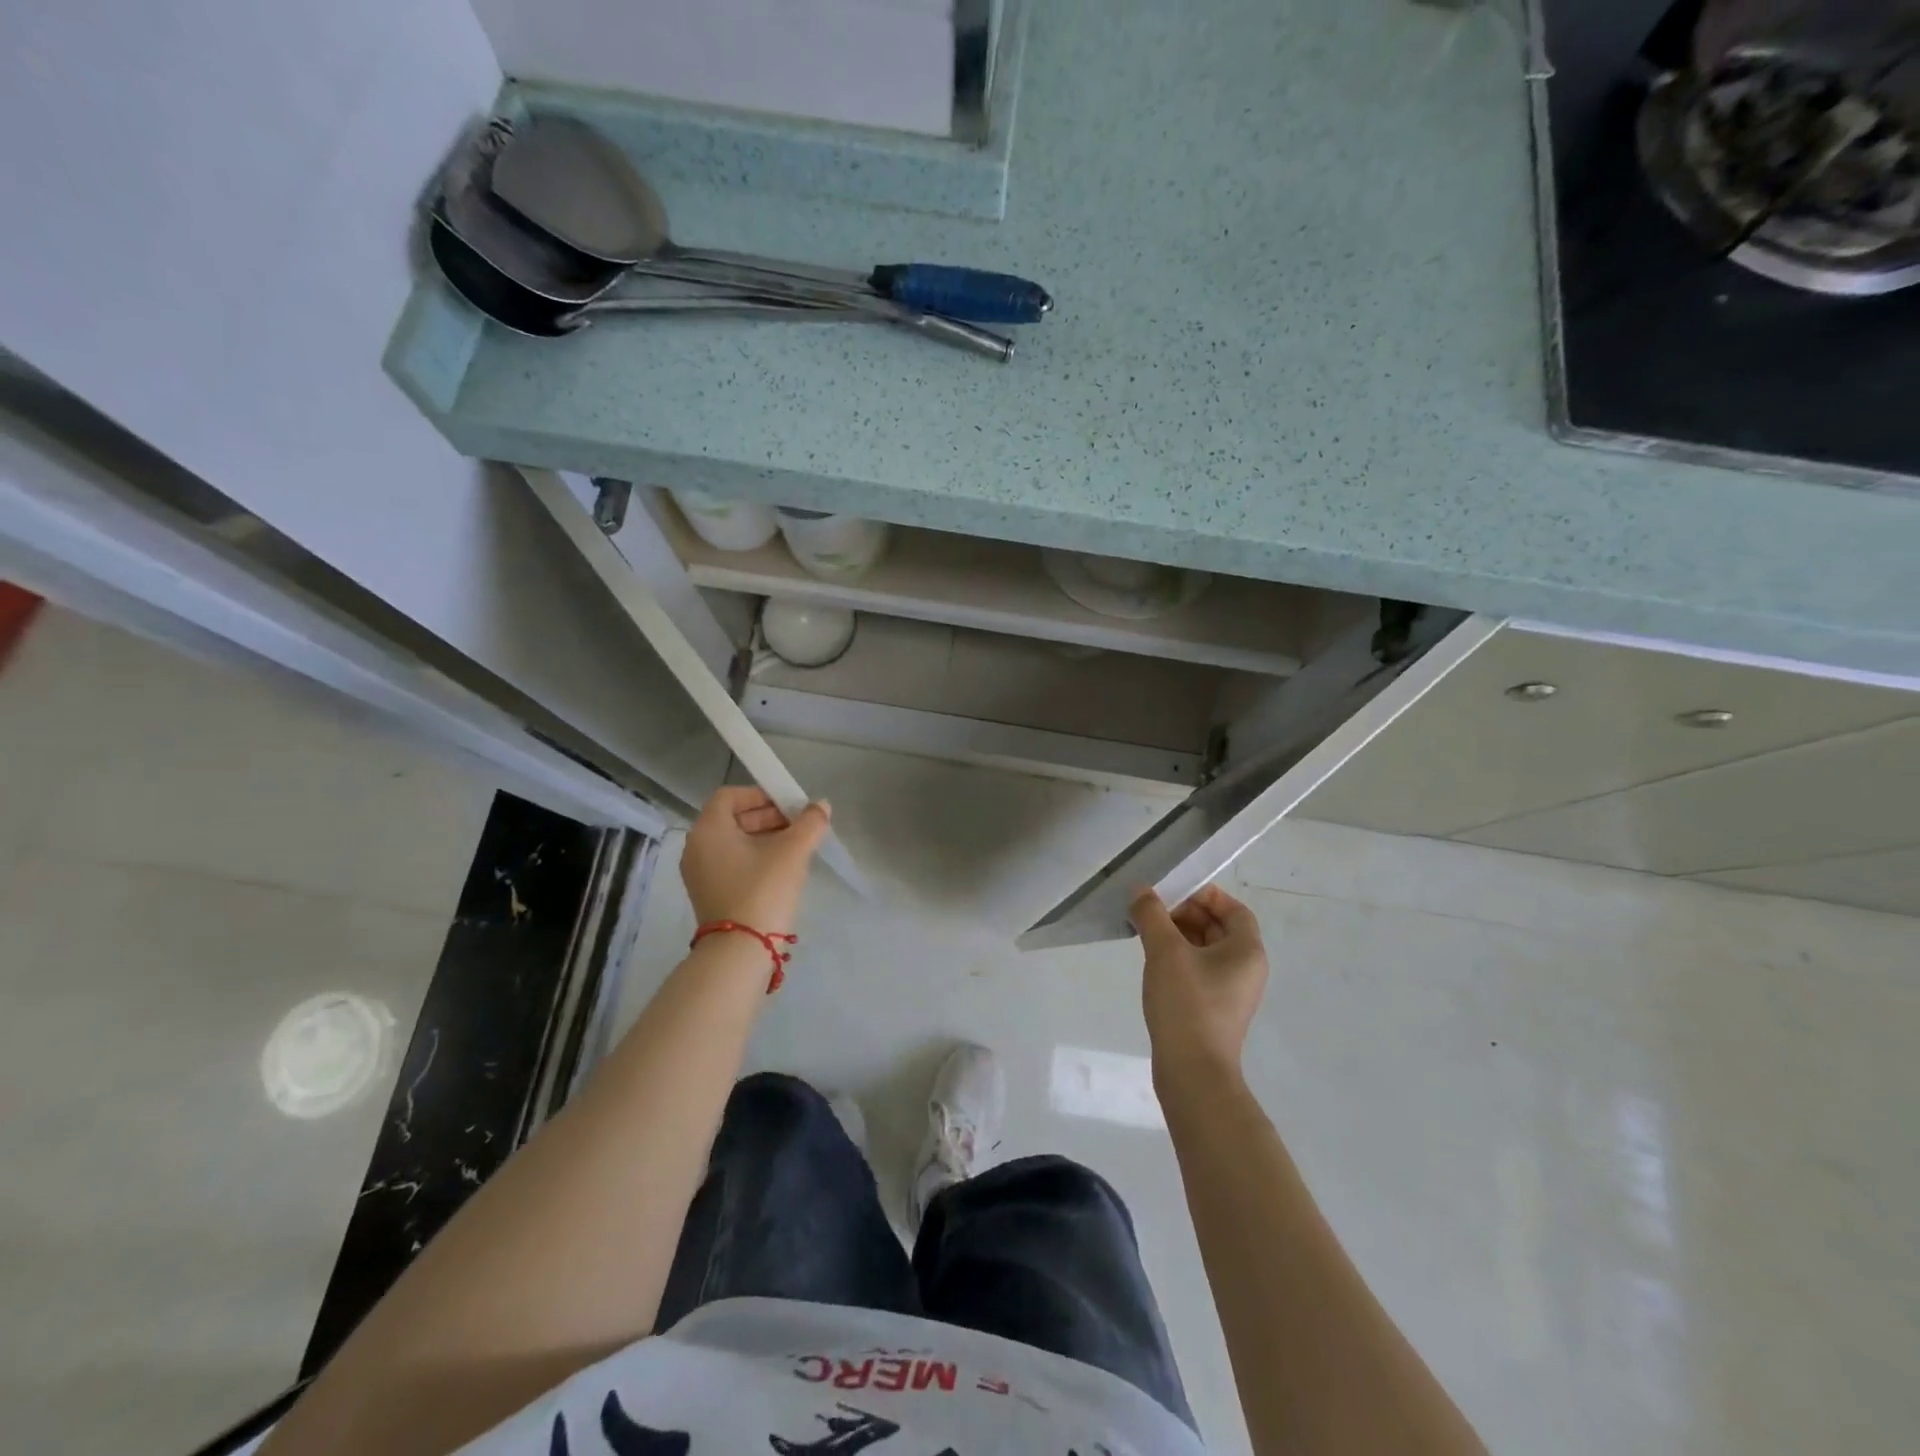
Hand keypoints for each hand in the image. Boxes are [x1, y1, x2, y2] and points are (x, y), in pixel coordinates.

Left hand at [680, 787, 831, 933]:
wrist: (740, 952)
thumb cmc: (763, 890)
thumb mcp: (792, 852)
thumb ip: (810, 823)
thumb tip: (821, 805)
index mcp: (709, 830)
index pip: (730, 796)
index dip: (761, 795)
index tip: (789, 805)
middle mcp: (697, 847)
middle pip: (732, 818)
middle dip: (767, 817)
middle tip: (798, 826)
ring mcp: (699, 874)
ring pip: (733, 843)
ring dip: (764, 838)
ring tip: (795, 847)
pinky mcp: (709, 895)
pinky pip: (731, 864)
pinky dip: (754, 858)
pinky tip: (781, 870)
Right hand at [1133, 883, 1268, 1084]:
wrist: (1193, 1073)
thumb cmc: (1187, 1004)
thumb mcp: (1165, 952)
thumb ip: (1152, 915)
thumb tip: (1141, 891)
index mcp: (1247, 951)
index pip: (1234, 910)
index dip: (1206, 895)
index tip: (1174, 891)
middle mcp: (1246, 969)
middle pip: (1219, 928)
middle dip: (1186, 914)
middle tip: (1153, 910)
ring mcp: (1231, 992)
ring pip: (1206, 951)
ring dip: (1179, 936)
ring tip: (1147, 932)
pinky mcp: (1214, 1010)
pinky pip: (1199, 972)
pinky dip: (1179, 959)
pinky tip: (1153, 963)